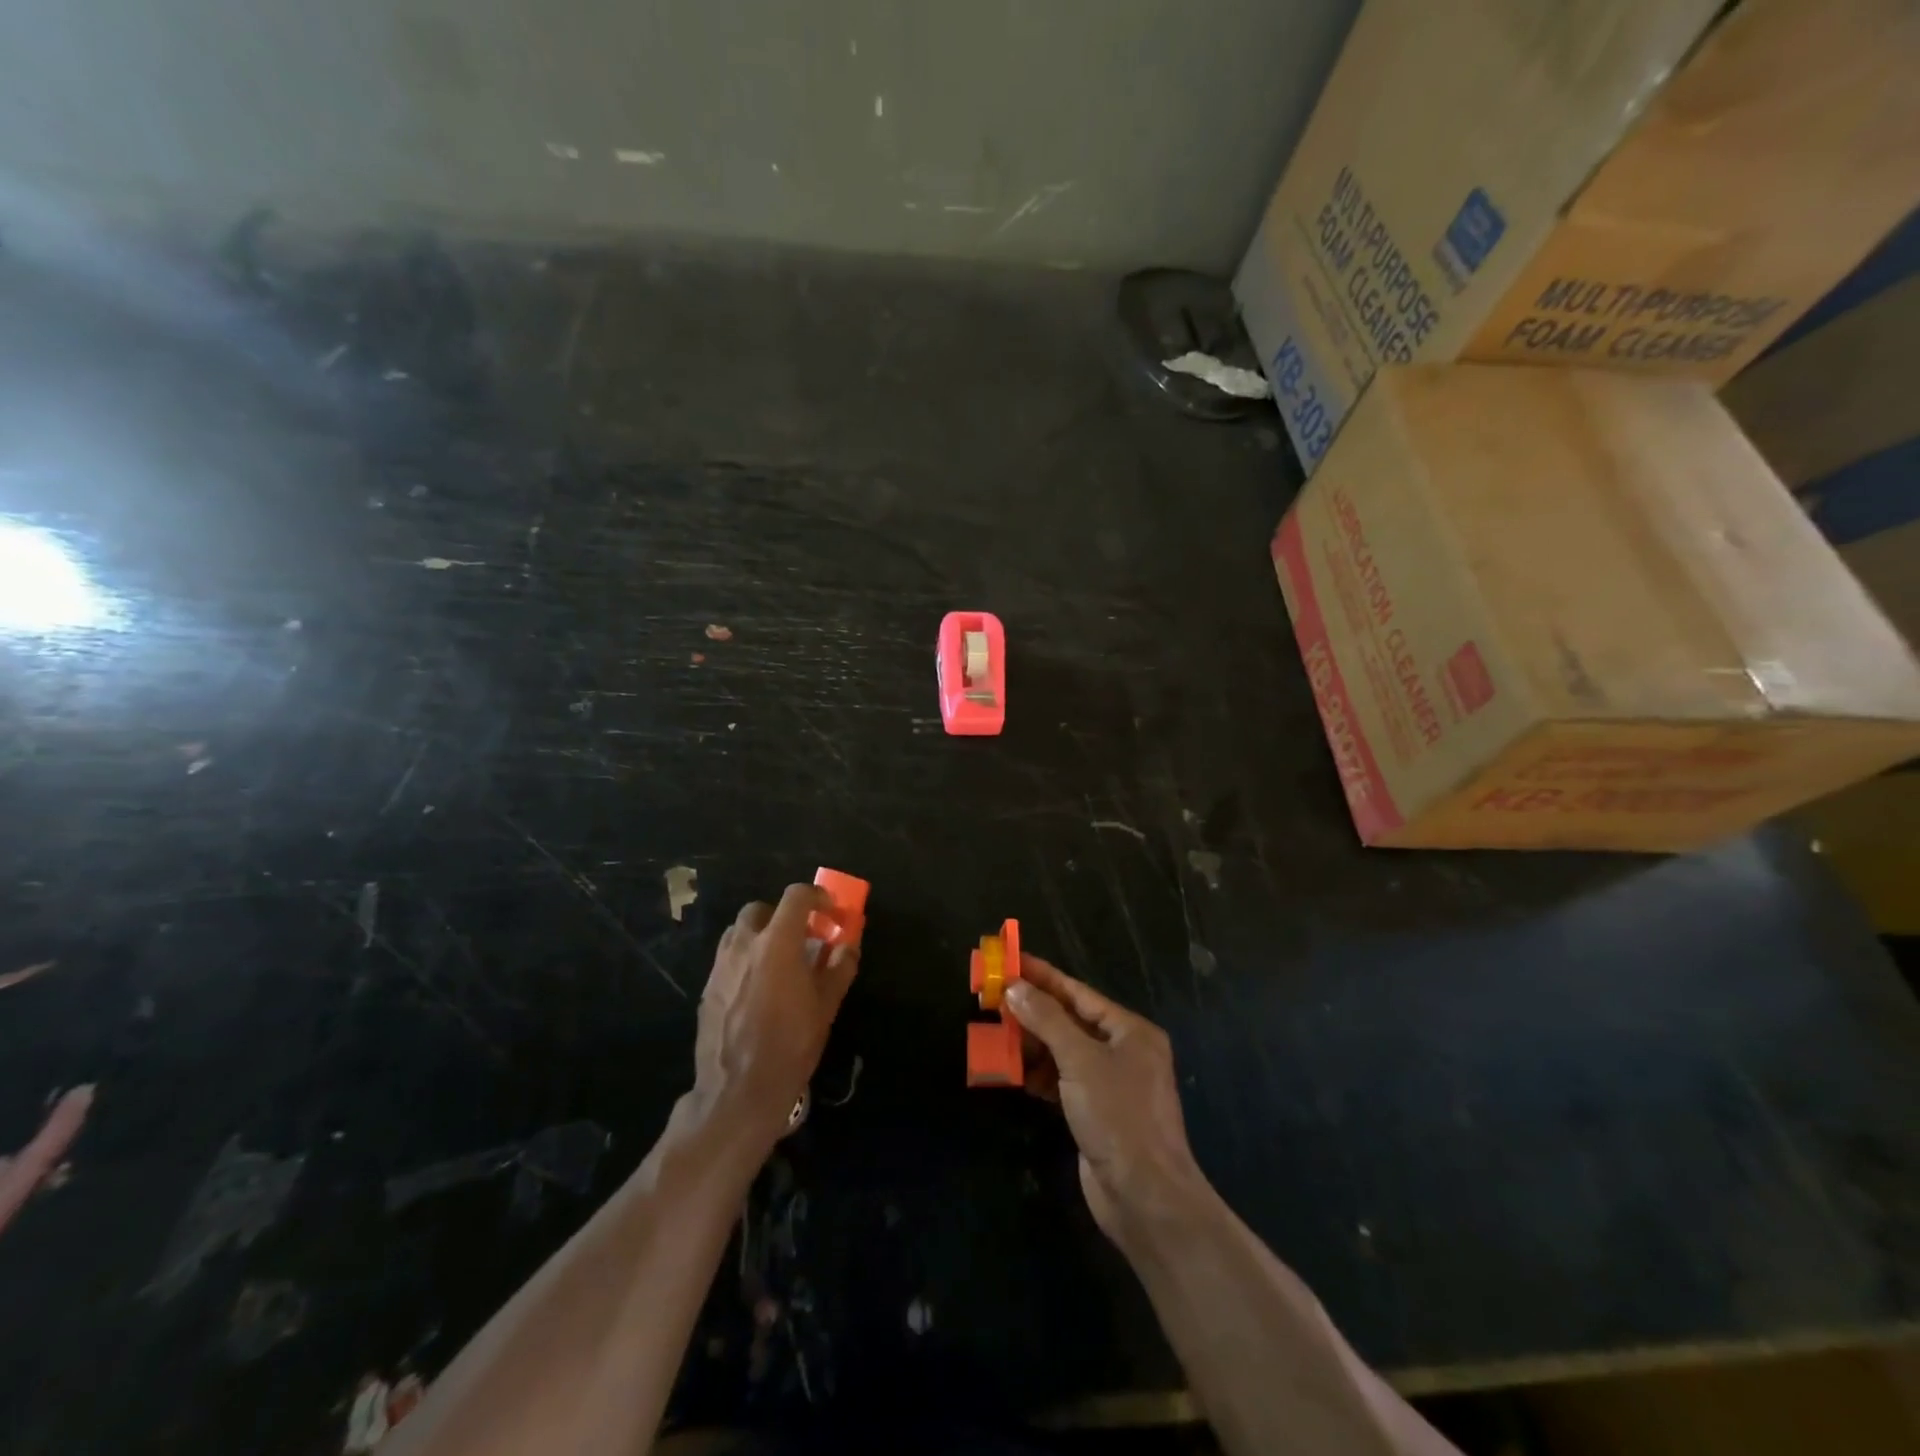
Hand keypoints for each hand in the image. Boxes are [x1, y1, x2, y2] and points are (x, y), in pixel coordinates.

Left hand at [692, 885, 859, 1151]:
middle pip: (760, 909)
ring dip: (760, 936)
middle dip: (782, 916)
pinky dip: (744, 960)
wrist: (738, 1091)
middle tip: (801, 938)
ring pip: (738, 932)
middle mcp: (744, 945)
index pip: (796, 896)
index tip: (831, 912)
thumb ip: (840, 967)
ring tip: (778, 962)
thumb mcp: (826, 1006)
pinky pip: (727, 959)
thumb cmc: (790, 1045)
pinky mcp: (707, 989)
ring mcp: (720, 966)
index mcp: (777, 943)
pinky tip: (757, 989)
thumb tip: (848, 945)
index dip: (817, 896)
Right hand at [1007, 955, 1210, 1250]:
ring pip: (1063, 1051)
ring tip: (995, 1031)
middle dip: (1032, 1011)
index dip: (1042, 976)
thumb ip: (1046, 1019)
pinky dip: (1039, 1074)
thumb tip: (1014, 987)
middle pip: (1069, 1020)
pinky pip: (1061, 1080)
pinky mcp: (1095, 1112)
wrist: (1145, 1197)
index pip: (1078, 993)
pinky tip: (1014, 1071)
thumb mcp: (1080, 1059)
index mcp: (1130, 1031)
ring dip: (1031, 1043)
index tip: (1010, 961)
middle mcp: (1122, 1051)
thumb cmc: (1118, 1116)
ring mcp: (1109, 1084)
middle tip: (992, 997)